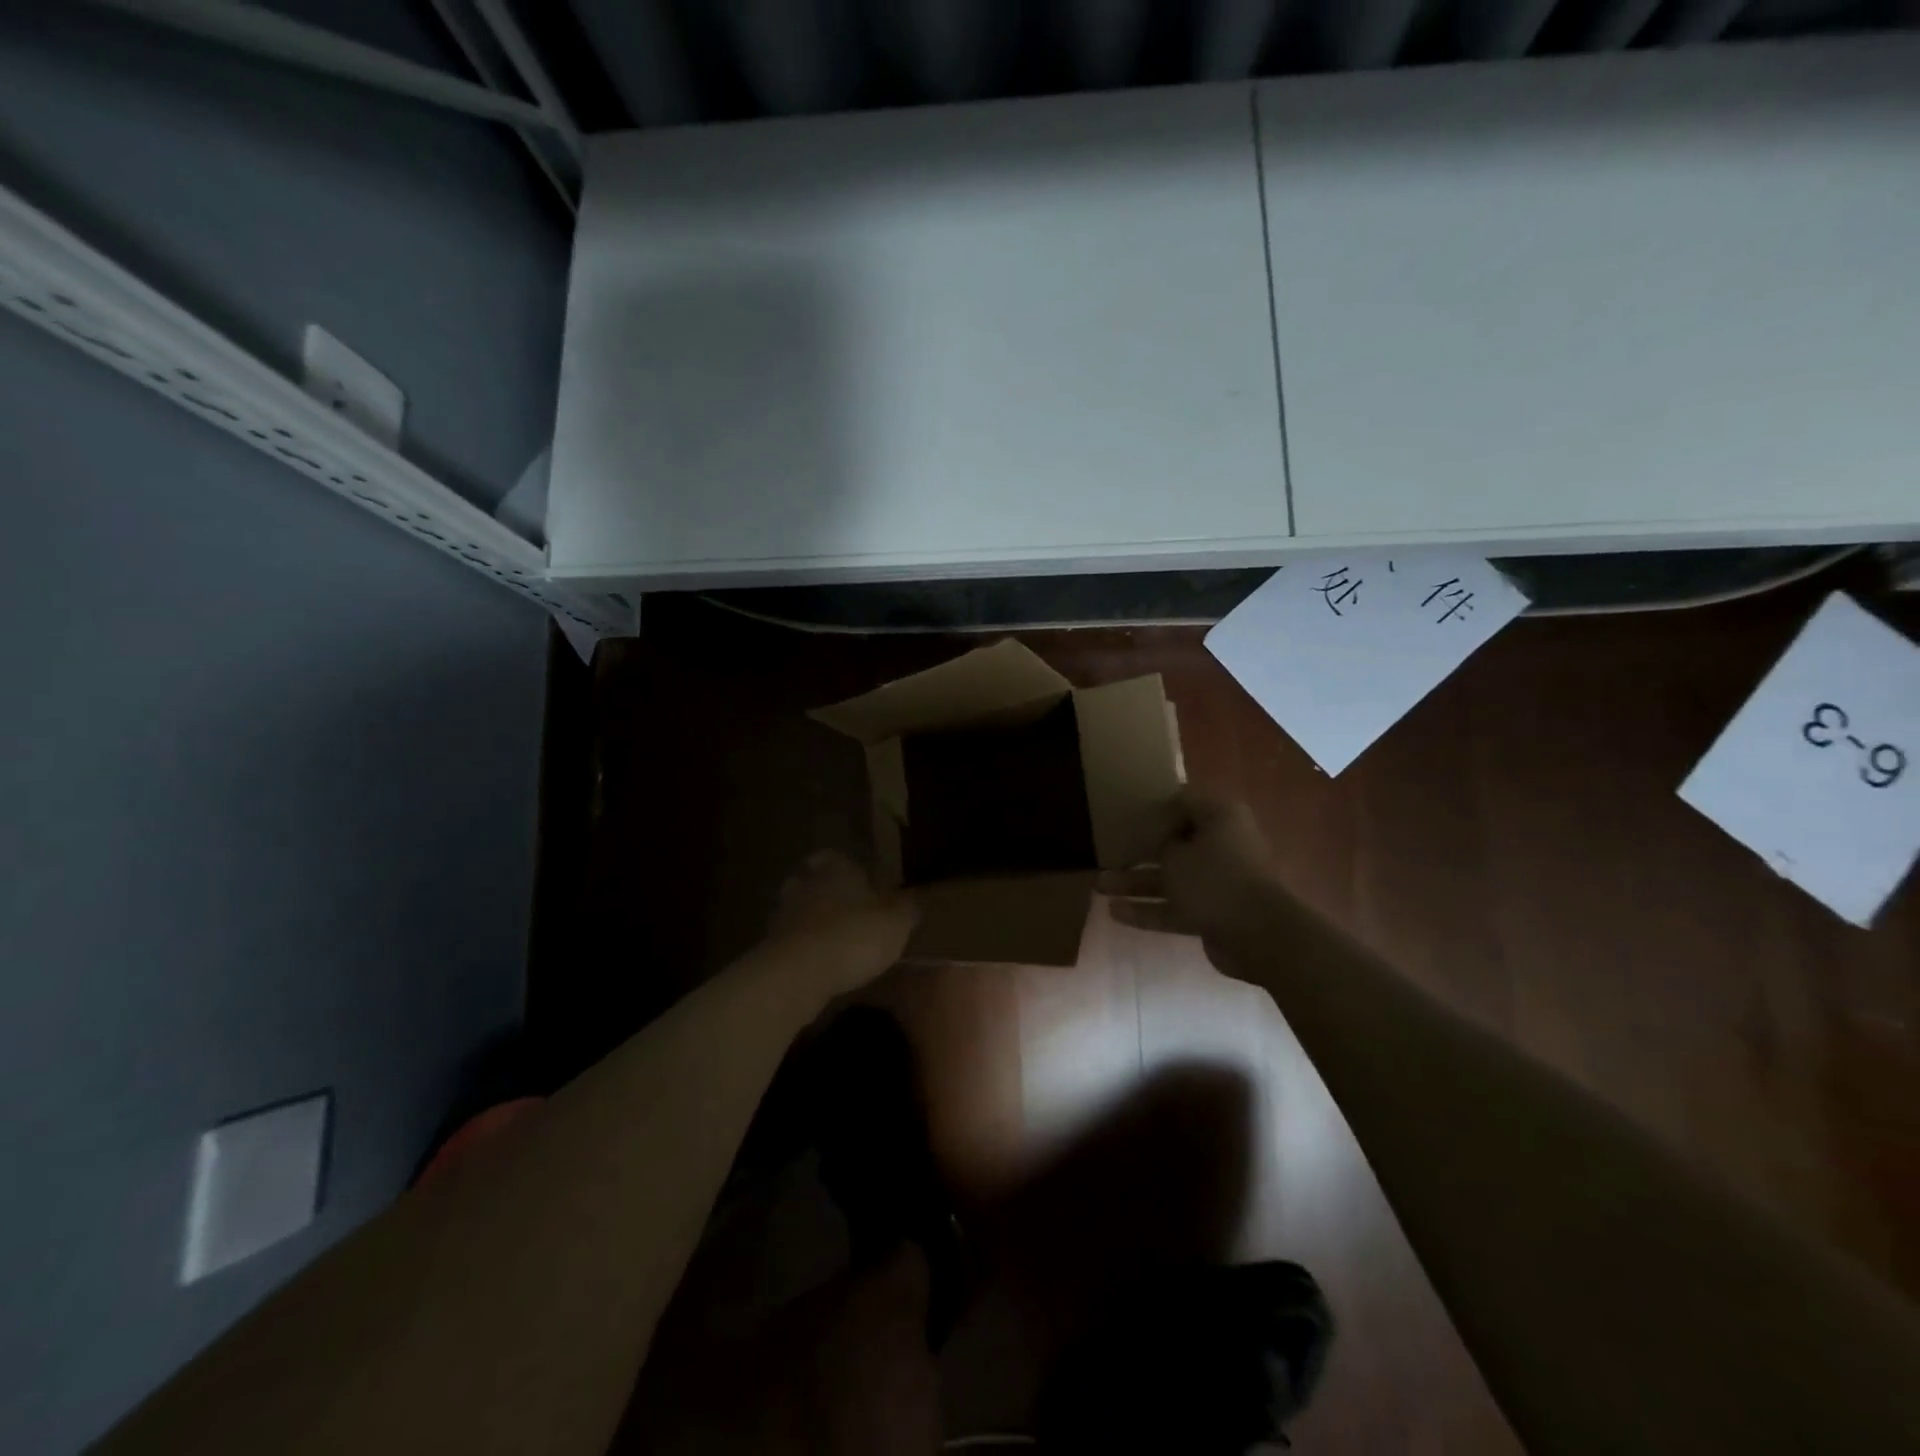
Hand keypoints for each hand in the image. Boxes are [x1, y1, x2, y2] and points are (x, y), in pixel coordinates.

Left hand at [765, 850, 918, 997]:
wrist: (799, 973)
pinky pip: (790, 940)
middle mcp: (805, 883)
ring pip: (798, 909)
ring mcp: (783, 914)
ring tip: (833, 940)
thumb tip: (914, 899)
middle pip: (811, 879)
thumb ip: (906, 908)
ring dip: (812, 920)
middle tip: (846, 909)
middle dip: (826, 892)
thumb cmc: (854, 935)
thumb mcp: (896, 922)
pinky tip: (818, 963)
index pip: (834, 856)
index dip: (845, 866)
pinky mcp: (770, 946)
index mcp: (835, 869)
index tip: (858, 880)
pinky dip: (802, 947)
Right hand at [1100, 789, 1279, 943]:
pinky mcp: (1214, 913)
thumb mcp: (1176, 854)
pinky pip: (1176, 907)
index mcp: (1221, 818)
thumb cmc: (1215, 879)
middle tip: (1108, 851)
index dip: (1155, 807)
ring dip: (1136, 883)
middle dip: (1140, 850)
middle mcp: (1223, 845)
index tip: (1126, 814)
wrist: (1259, 936)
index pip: (1184, 802)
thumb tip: (1162, 844)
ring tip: (1098, 885)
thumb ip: (1161, 844)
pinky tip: (1114, 913)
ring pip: (1172, 878)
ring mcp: (1219, 882)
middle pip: (1175, 843)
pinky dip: (1149, 909)